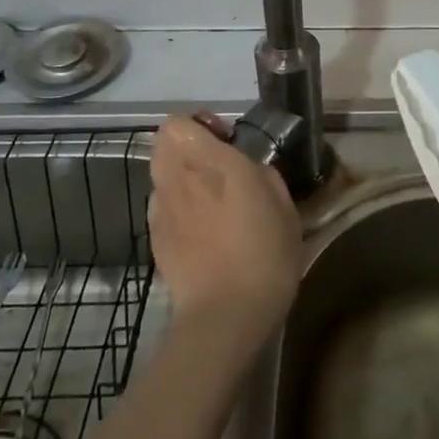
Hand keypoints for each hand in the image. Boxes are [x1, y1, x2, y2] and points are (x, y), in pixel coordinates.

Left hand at [148, 115, 302, 351]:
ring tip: (209, 203)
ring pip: (161, 175)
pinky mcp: (155, 238)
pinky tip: (201, 232)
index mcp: (212, 163)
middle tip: (216, 167)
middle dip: (186, 147)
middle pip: (163, 144)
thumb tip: (249, 170)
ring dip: (180, 178)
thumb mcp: (284, 206)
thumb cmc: (265, 254)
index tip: (224, 141)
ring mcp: (162, 209)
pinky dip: (176, 208)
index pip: (178, 123)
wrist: (225, 315)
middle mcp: (180, 178)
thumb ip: (263, 175)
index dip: (198, 125)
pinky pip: (162, 206)